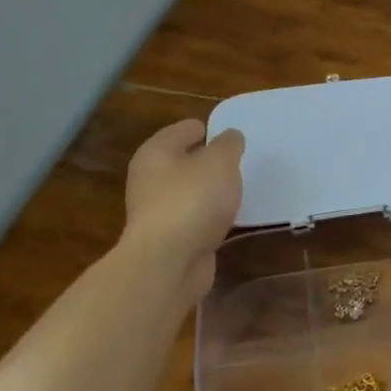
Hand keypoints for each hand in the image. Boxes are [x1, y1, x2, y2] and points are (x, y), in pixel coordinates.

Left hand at [121, 119, 244, 301]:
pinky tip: (231, 217)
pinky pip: (196, 218)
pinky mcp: (170, 239)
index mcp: (156, 152)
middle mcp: (150, 179)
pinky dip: (211, 216)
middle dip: (209, 160)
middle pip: (184, 161)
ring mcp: (158, 211)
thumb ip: (229, 144)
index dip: (207, 128)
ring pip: (190, 191)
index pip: (183, 129)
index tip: (231, 134)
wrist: (169, 263)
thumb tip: (230, 137)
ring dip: (211, 190)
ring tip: (240, 187)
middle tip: (239, 160)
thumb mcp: (220, 162)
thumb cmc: (192, 200)